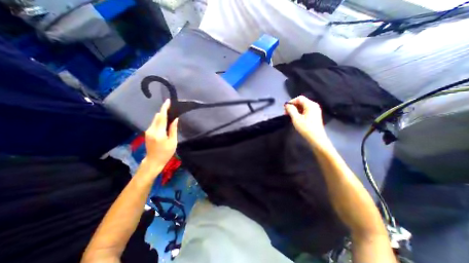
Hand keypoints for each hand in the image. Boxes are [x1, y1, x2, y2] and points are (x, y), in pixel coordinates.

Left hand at [144, 98, 178, 168]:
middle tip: (172, 111)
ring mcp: (148, 131)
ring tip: (170, 118)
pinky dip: (160, 122)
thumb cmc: (166, 153)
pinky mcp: (147, 133)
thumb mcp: (173, 142)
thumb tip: (175, 119)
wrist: (153, 161)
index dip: (164, 108)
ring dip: (162, 117)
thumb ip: (173, 129)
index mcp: (159, 132)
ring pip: (155, 119)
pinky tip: (165, 125)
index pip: (161, 117)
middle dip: (164, 112)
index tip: (168, 101)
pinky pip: (154, 123)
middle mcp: (151, 130)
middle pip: (157, 117)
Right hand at [284, 95, 327, 144]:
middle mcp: (314, 106)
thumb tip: (287, 105)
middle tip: (285, 113)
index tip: (285, 108)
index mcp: (310, 105)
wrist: (316, 138)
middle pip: (301, 102)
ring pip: (303, 107)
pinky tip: (295, 118)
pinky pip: (305, 111)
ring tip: (289, 116)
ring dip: (295, 110)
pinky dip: (299, 112)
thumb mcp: (296, 118)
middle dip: (293, 106)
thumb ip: (291, 110)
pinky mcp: (314, 115)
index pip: (299, 98)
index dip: (291, 102)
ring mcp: (315, 111)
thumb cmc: (306, 128)